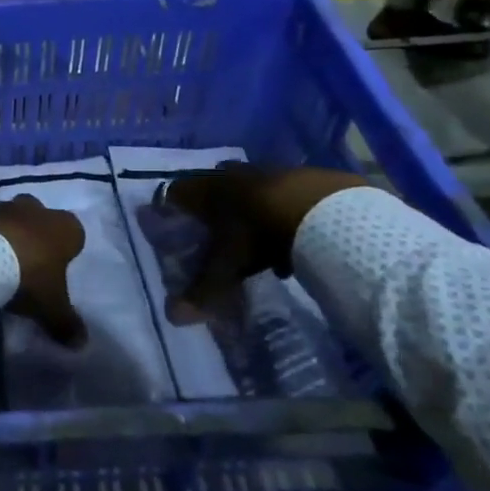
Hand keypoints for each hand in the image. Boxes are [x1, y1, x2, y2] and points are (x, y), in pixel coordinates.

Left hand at [0, 194, 87, 347]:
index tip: (56, 270)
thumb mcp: (51, 307)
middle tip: (26, 263)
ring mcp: (2, 205)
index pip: (73, 234)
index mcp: (64, 227)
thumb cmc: (27, 277)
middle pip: (40, 217)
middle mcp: (35, 209)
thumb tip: (82, 343)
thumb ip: (67, 323)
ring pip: (8, 216)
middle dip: (35, 234)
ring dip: (5, 233)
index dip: (66, 250)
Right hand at [159, 163, 367, 323]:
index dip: (168, 211)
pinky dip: (279, 218)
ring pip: (246, 192)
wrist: (320, 207)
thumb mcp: (227, 265)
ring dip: (246, 214)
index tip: (171, 229)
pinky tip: (289, 245)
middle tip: (211, 236)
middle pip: (210, 189)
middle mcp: (230, 175)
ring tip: (254, 247)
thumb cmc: (258, 232)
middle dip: (209, 211)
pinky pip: (279, 198)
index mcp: (205, 190)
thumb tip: (172, 318)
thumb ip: (202, 290)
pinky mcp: (298, 178)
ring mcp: (265, 172)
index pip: (174, 194)